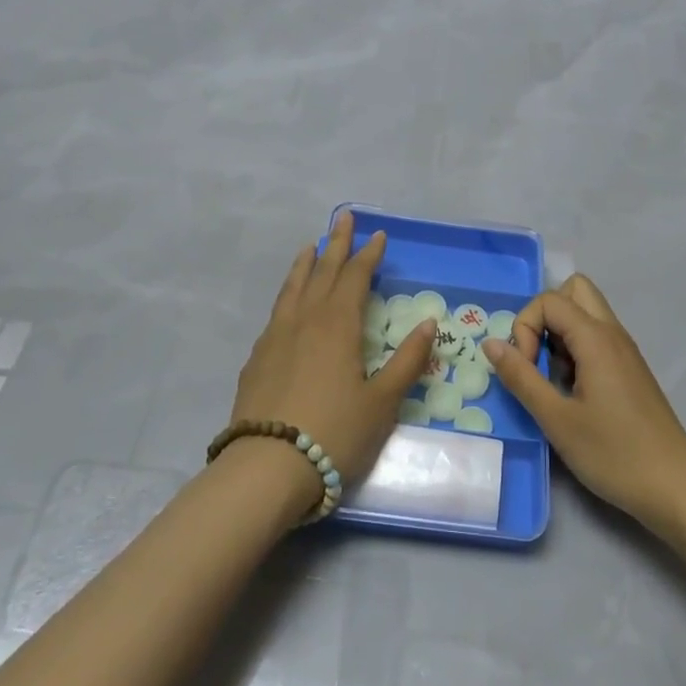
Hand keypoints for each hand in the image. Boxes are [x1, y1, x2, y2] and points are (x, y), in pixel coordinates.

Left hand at [231, 210, 437, 507]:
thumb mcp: (382, 402)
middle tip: (344, 218)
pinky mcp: (257, 358)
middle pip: (323, 272)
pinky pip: (277, 311)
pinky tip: (289, 303)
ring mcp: (275, 337)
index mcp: (338, 325)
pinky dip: (287, 294)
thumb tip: (429, 323)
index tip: (378, 236)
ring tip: (310, 246)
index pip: (355, 278)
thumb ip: (407, 361)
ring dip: (305, 264)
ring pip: (293, 288)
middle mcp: (305, 320)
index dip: (368, 255)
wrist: (266, 468)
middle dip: (336, 243)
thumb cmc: (335, 433)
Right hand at [482, 274, 685, 529]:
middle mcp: (613, 333)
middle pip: (574, 290)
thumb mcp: (557, 419)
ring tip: (553, 379)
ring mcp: (624, 351)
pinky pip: (596, 338)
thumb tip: (491, 343)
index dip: (525, 328)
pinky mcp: (629, 370)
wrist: (675, 487)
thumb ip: (521, 378)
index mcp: (596, 338)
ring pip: (586, 314)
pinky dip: (576, 350)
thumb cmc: (614, 453)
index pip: (549, 300)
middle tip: (537, 357)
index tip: (526, 370)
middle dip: (544, 316)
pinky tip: (573, 393)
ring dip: (560, 334)